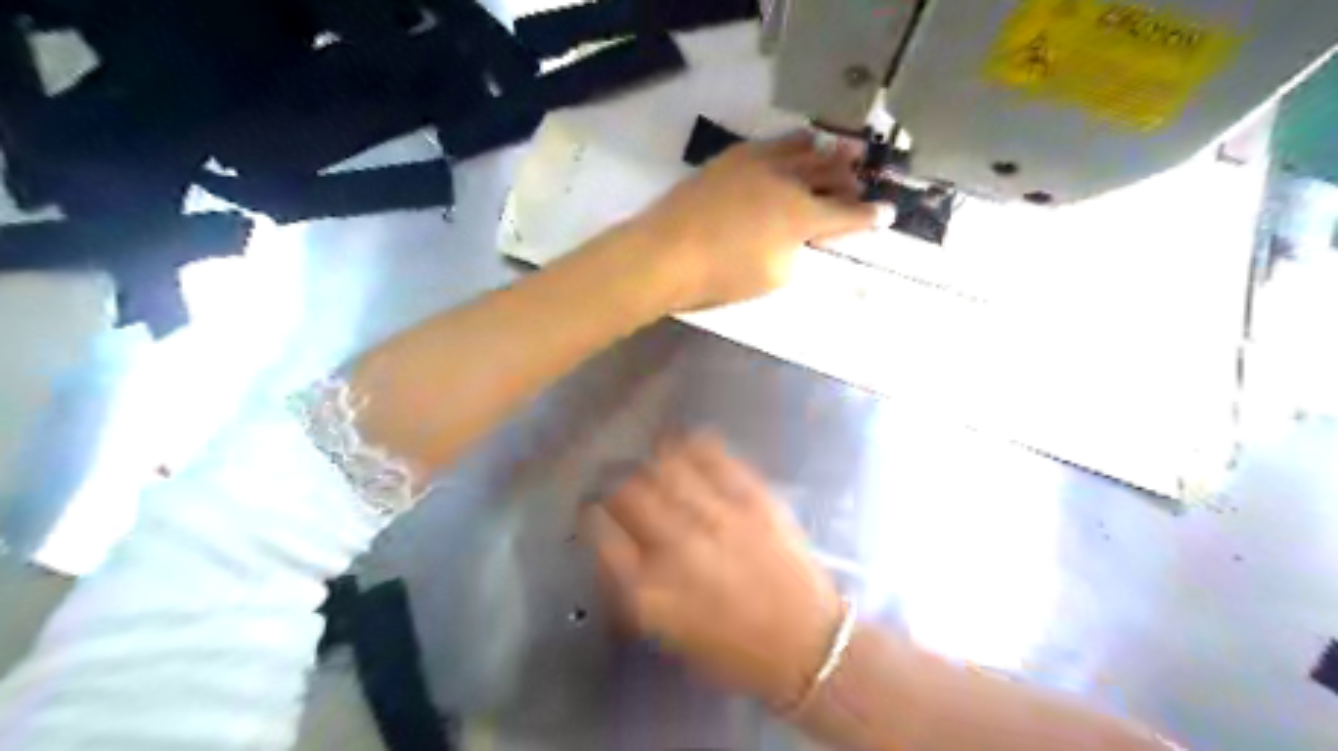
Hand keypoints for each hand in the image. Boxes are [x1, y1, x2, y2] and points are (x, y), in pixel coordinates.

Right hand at [582, 434, 839, 707]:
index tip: (593, 509)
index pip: (600, 532)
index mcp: (650, 591)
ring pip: (664, 467)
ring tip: (652, 464)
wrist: (808, 645)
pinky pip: (711, 454)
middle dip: (615, 484)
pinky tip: (683, 449)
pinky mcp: (752, 498)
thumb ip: (634, 589)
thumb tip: (613, 546)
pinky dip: (689, 446)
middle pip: (626, 492)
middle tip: (622, 486)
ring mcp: (717, 517)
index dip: (591, 514)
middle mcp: (677, 547)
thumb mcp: (669, 633)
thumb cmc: (733, 652)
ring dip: (649, 463)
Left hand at [630, 131, 879, 309]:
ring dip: (826, 152)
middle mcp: (788, 181)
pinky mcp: (732, 158)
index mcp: (801, 216)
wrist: (665, 253)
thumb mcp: (772, 276)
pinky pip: (772, 143)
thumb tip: (796, 237)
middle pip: (830, 173)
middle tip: (861, 178)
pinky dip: (792, 145)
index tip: (888, 212)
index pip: (847, 215)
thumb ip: (794, 252)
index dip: (870, 216)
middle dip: (851, 177)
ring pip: (804, 148)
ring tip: (838, 150)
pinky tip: (795, 146)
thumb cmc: (720, 276)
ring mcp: (759, 164)